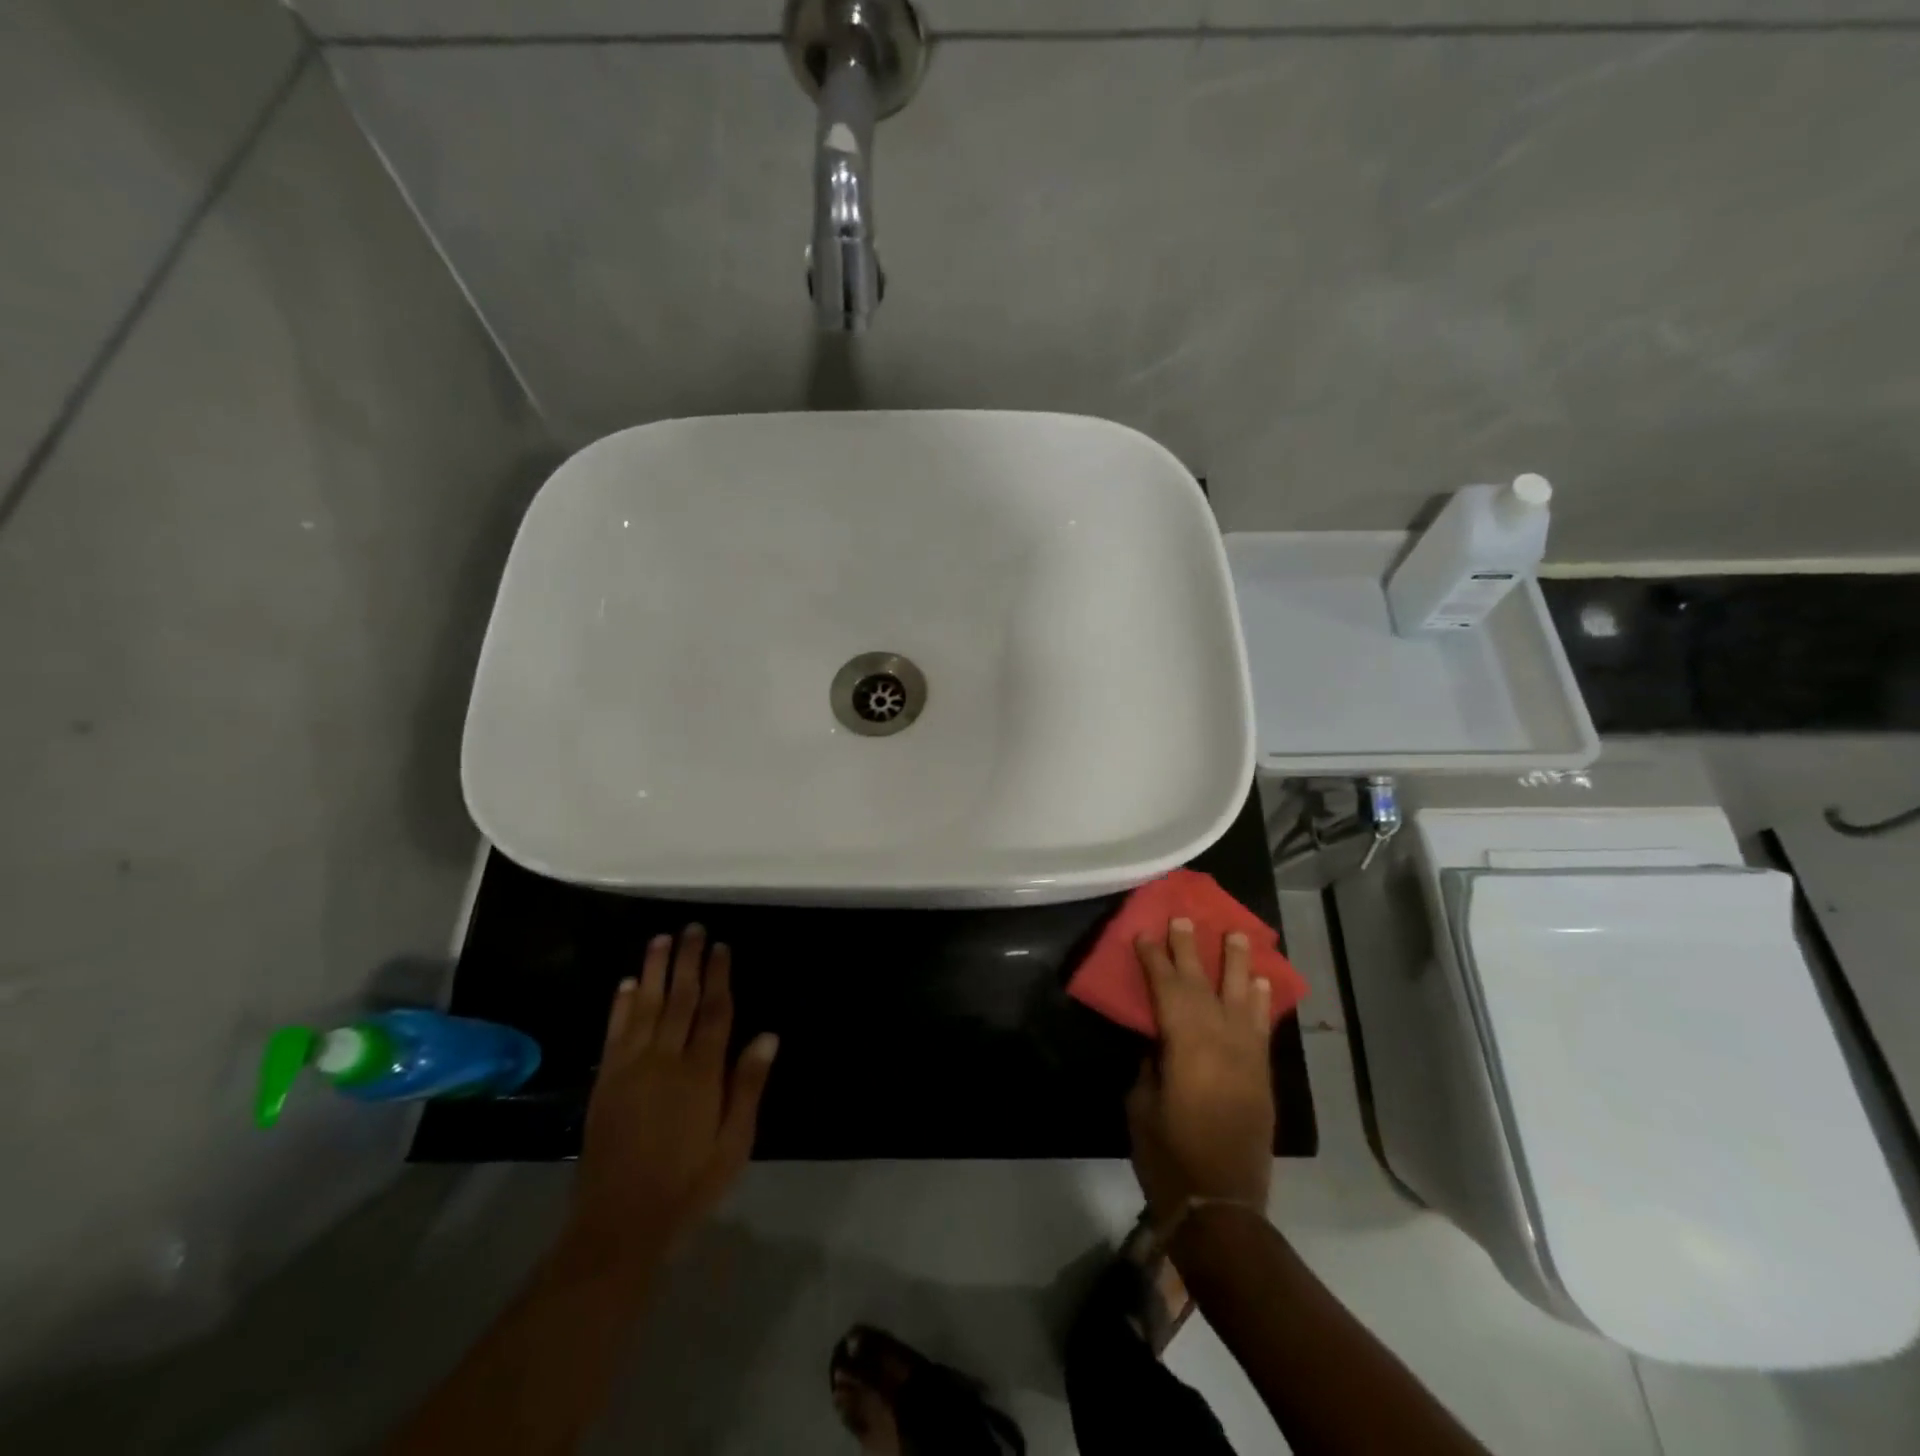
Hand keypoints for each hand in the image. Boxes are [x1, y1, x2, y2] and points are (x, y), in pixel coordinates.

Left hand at [568, 925, 777, 1269]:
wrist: (620, 1224)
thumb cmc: (689, 1184)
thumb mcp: (734, 1143)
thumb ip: (748, 1086)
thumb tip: (768, 1035)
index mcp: (701, 1074)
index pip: (714, 1012)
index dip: (719, 976)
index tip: (721, 946)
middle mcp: (665, 1060)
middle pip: (680, 999)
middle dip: (687, 961)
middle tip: (692, 928)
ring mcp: (630, 1068)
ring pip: (645, 1006)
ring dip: (654, 970)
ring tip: (661, 939)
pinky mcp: (606, 1082)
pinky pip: (615, 1033)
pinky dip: (621, 1005)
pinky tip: (627, 983)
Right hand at [1127, 917, 1275, 1226]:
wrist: (1221, 1206)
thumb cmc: (1168, 1156)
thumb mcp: (1142, 1104)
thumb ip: (1152, 1063)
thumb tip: (1160, 1041)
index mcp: (1185, 1046)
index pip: (1167, 989)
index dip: (1154, 959)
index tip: (1146, 932)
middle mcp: (1220, 1042)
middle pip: (1202, 985)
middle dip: (1191, 950)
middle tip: (1184, 918)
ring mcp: (1246, 1058)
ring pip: (1241, 998)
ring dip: (1236, 964)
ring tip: (1236, 933)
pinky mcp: (1261, 1077)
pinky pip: (1261, 1028)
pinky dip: (1260, 1003)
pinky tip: (1259, 983)